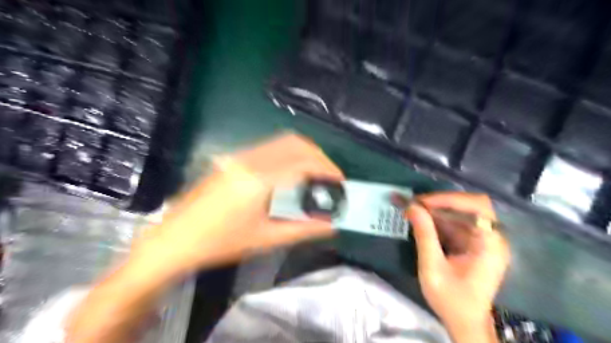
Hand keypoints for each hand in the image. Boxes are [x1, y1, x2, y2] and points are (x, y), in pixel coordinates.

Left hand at [131, 133, 341, 273]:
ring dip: (304, 153)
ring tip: (316, 174)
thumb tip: (331, 225)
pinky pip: (270, 148)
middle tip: (331, 177)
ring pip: (282, 142)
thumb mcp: (266, 239)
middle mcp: (249, 160)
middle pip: (295, 144)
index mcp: (258, 180)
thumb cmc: (221, 243)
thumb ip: (303, 229)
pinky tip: (292, 173)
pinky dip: (289, 155)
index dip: (327, 169)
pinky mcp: (233, 159)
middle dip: (319, 157)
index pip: (303, 163)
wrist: (176, 239)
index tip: (340, 182)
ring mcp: (239, 156)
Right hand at [405, 192, 510, 338]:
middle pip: (470, 206)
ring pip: (460, 213)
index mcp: (490, 245)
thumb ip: (424, 236)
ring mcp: (483, 240)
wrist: (464, 323)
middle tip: (414, 204)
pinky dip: (437, 220)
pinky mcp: (473, 243)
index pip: (478, 207)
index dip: (450, 199)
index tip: (422, 202)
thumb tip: (412, 207)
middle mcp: (491, 238)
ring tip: (411, 209)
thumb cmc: (451, 300)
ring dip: (436, 210)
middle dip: (440, 202)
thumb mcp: (432, 269)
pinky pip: (455, 223)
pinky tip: (420, 221)